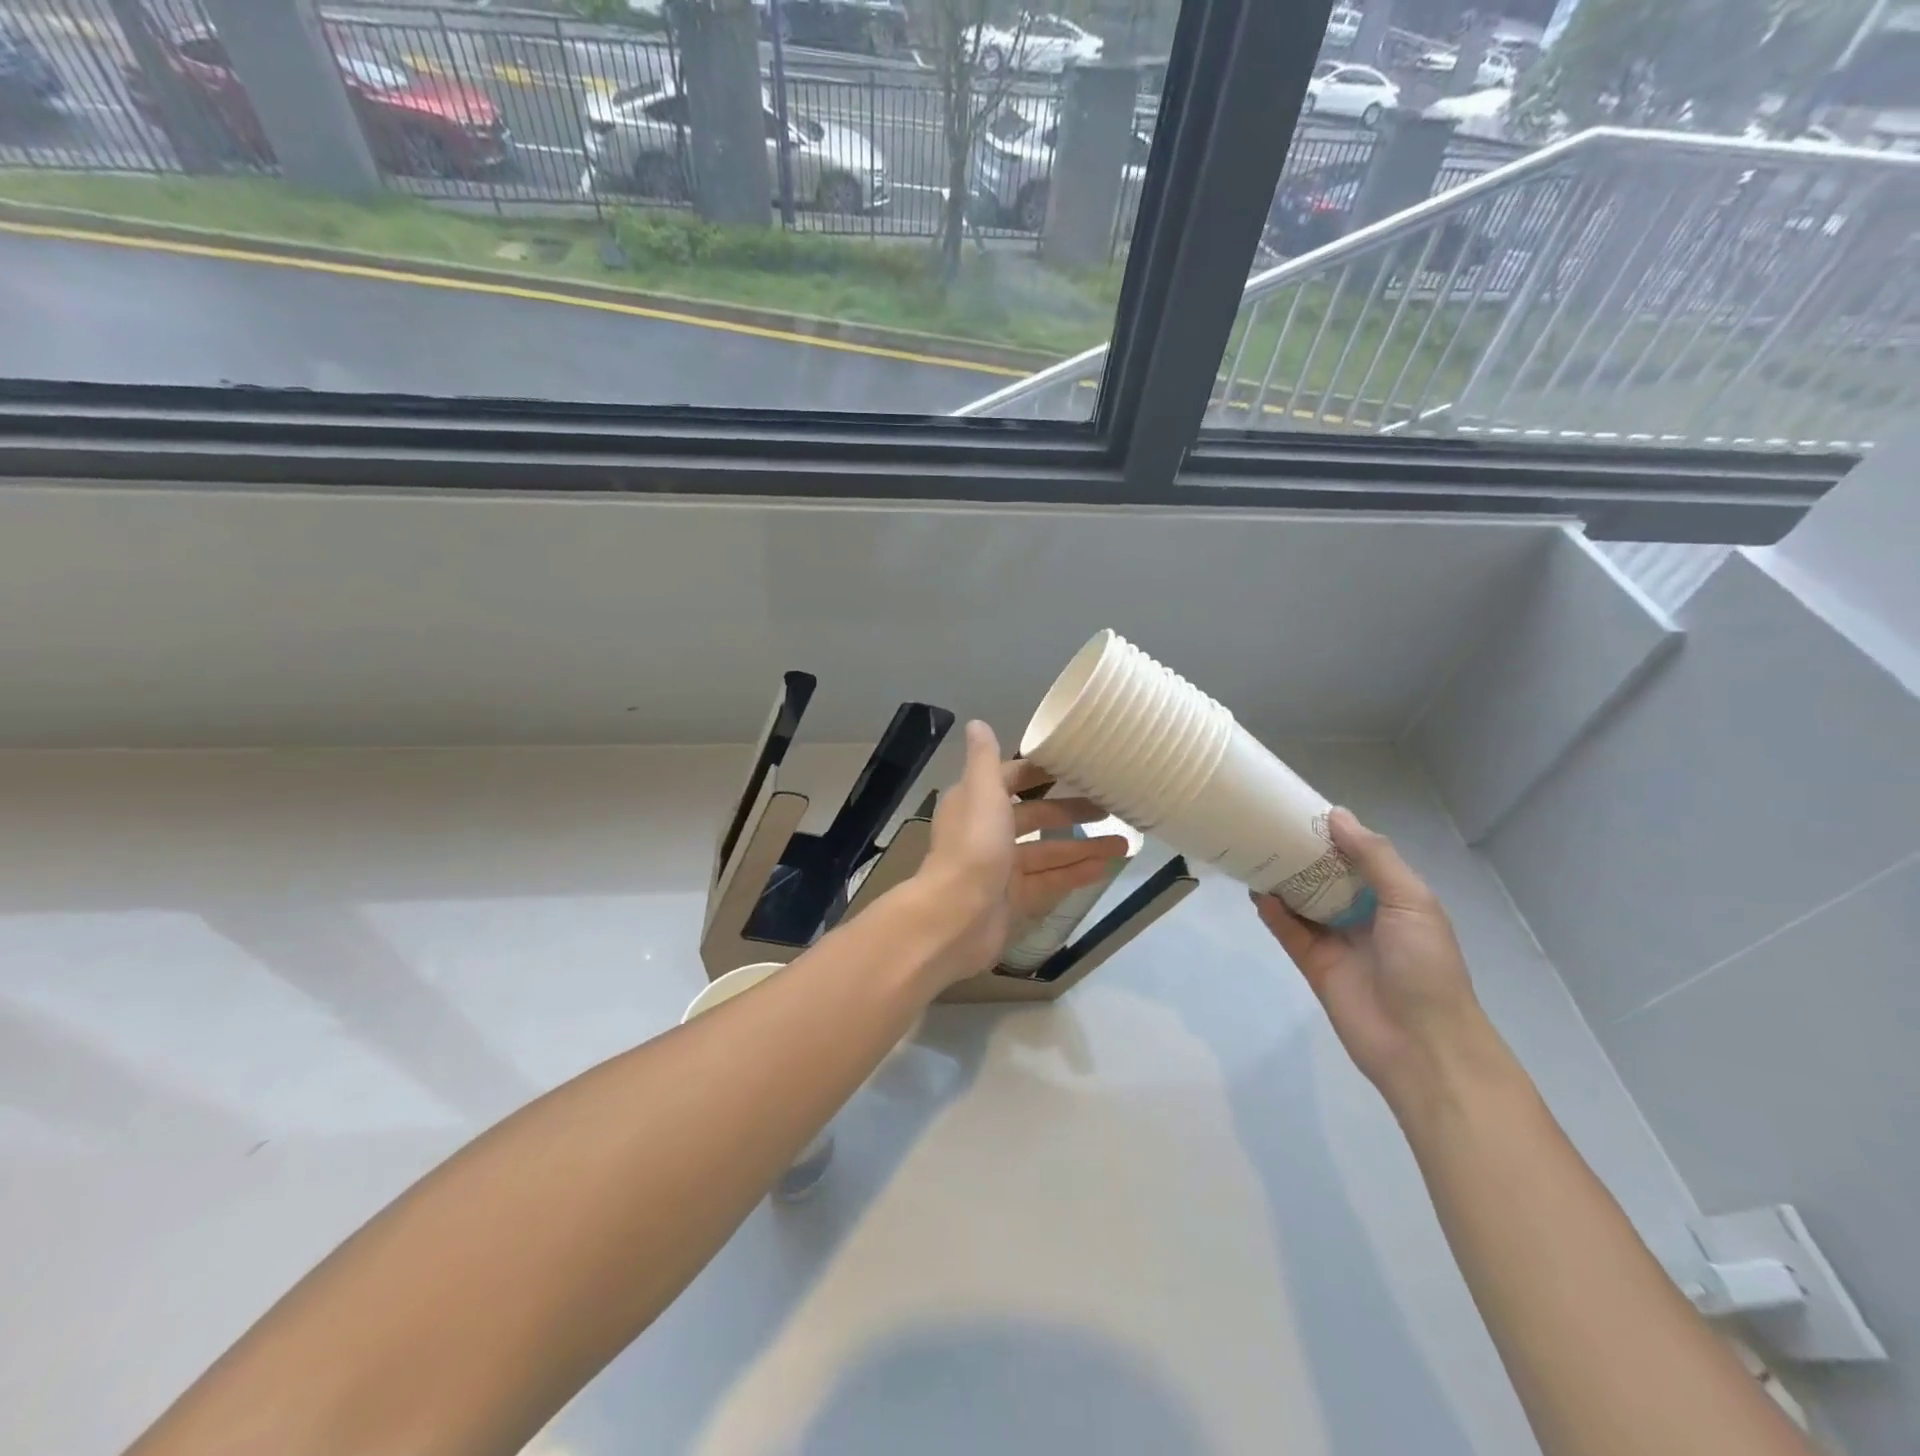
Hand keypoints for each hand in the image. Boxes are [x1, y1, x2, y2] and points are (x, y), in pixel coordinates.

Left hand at [910, 720, 1129, 984]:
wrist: (956, 918)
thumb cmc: (973, 846)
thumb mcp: (981, 791)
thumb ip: (984, 759)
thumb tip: (977, 723)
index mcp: (975, 803)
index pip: (1012, 780)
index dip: (1042, 773)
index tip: (1078, 766)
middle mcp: (987, 832)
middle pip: (1035, 817)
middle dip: (1071, 812)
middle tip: (1111, 807)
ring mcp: (1002, 869)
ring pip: (1049, 852)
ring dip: (1083, 846)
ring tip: (1124, 842)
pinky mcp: (1015, 900)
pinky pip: (1051, 881)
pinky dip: (1076, 874)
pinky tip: (1105, 868)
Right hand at [1252, 809, 1491, 1114]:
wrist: (1423, 1046)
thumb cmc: (1425, 966)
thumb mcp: (1411, 901)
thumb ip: (1374, 857)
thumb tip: (1336, 816)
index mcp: (1393, 898)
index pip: (1357, 857)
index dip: (1332, 835)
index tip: (1300, 809)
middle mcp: (1363, 915)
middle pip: (1324, 877)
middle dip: (1300, 854)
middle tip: (1265, 826)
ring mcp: (1336, 941)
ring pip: (1302, 902)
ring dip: (1281, 880)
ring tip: (1252, 852)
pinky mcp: (1313, 964)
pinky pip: (1288, 932)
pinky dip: (1272, 913)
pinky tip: (1256, 892)